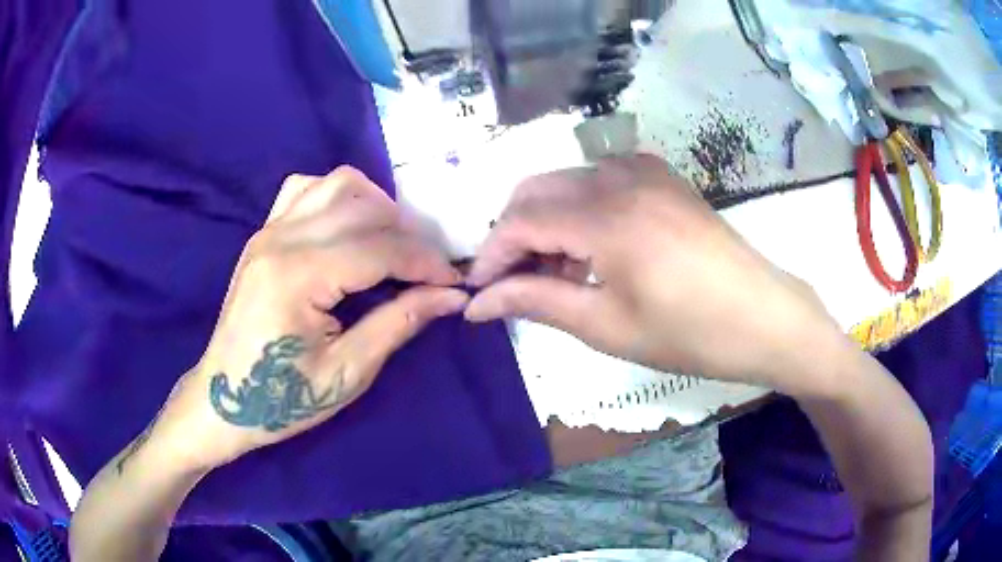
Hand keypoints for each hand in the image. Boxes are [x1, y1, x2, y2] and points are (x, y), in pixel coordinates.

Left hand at [144, 167, 467, 470]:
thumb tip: (449, 296)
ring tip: (392, 243)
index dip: (424, 262)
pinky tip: (347, 228)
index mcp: (298, 276)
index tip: (454, 281)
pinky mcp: (263, 234)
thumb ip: (397, 323)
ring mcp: (268, 230)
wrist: (223, 400)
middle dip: (408, 234)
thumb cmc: (282, 398)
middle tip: (427, 269)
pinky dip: (337, 198)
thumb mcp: (347, 373)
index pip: (379, 249)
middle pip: (362, 208)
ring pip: (336, 184)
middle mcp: (281, 239)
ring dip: (375, 206)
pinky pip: (305, 190)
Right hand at [465, 155, 844, 396]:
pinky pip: (599, 180)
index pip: (519, 220)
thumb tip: (477, 303)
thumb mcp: (606, 326)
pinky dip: (579, 210)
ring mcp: (644, 170)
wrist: (764, 316)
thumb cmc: (689, 334)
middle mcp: (619, 176)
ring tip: (556, 277)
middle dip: (512, 235)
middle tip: (513, 284)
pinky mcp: (661, 177)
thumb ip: (535, 302)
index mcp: (606, 216)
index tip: (478, 292)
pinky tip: (592, 251)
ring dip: (546, 223)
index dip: (491, 255)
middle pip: (536, 191)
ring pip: (565, 182)